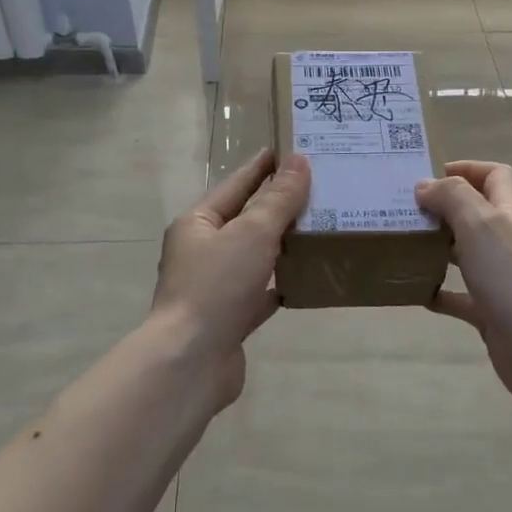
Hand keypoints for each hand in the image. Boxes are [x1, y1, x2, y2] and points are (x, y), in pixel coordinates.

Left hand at [150, 150, 309, 404]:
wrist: (191, 362)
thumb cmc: (217, 286)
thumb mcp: (252, 233)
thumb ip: (278, 200)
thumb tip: (298, 162)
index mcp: (198, 223)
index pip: (236, 184)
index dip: (262, 167)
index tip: (290, 150)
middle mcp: (202, 252)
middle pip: (246, 220)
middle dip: (278, 205)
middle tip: (319, 187)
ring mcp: (215, 287)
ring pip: (255, 256)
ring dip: (282, 243)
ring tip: (320, 226)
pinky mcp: (230, 318)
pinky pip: (261, 292)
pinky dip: (281, 283)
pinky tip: (308, 275)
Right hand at [415, 161, 511, 412]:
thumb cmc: (511, 277)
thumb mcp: (479, 223)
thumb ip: (451, 197)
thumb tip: (425, 186)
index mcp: (510, 212)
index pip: (495, 175)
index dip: (467, 169)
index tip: (430, 177)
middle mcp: (507, 240)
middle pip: (476, 213)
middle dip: (443, 208)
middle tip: (406, 211)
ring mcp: (501, 277)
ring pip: (465, 253)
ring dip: (437, 247)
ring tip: (404, 244)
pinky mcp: (491, 310)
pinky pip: (460, 296)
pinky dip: (439, 291)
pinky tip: (416, 292)